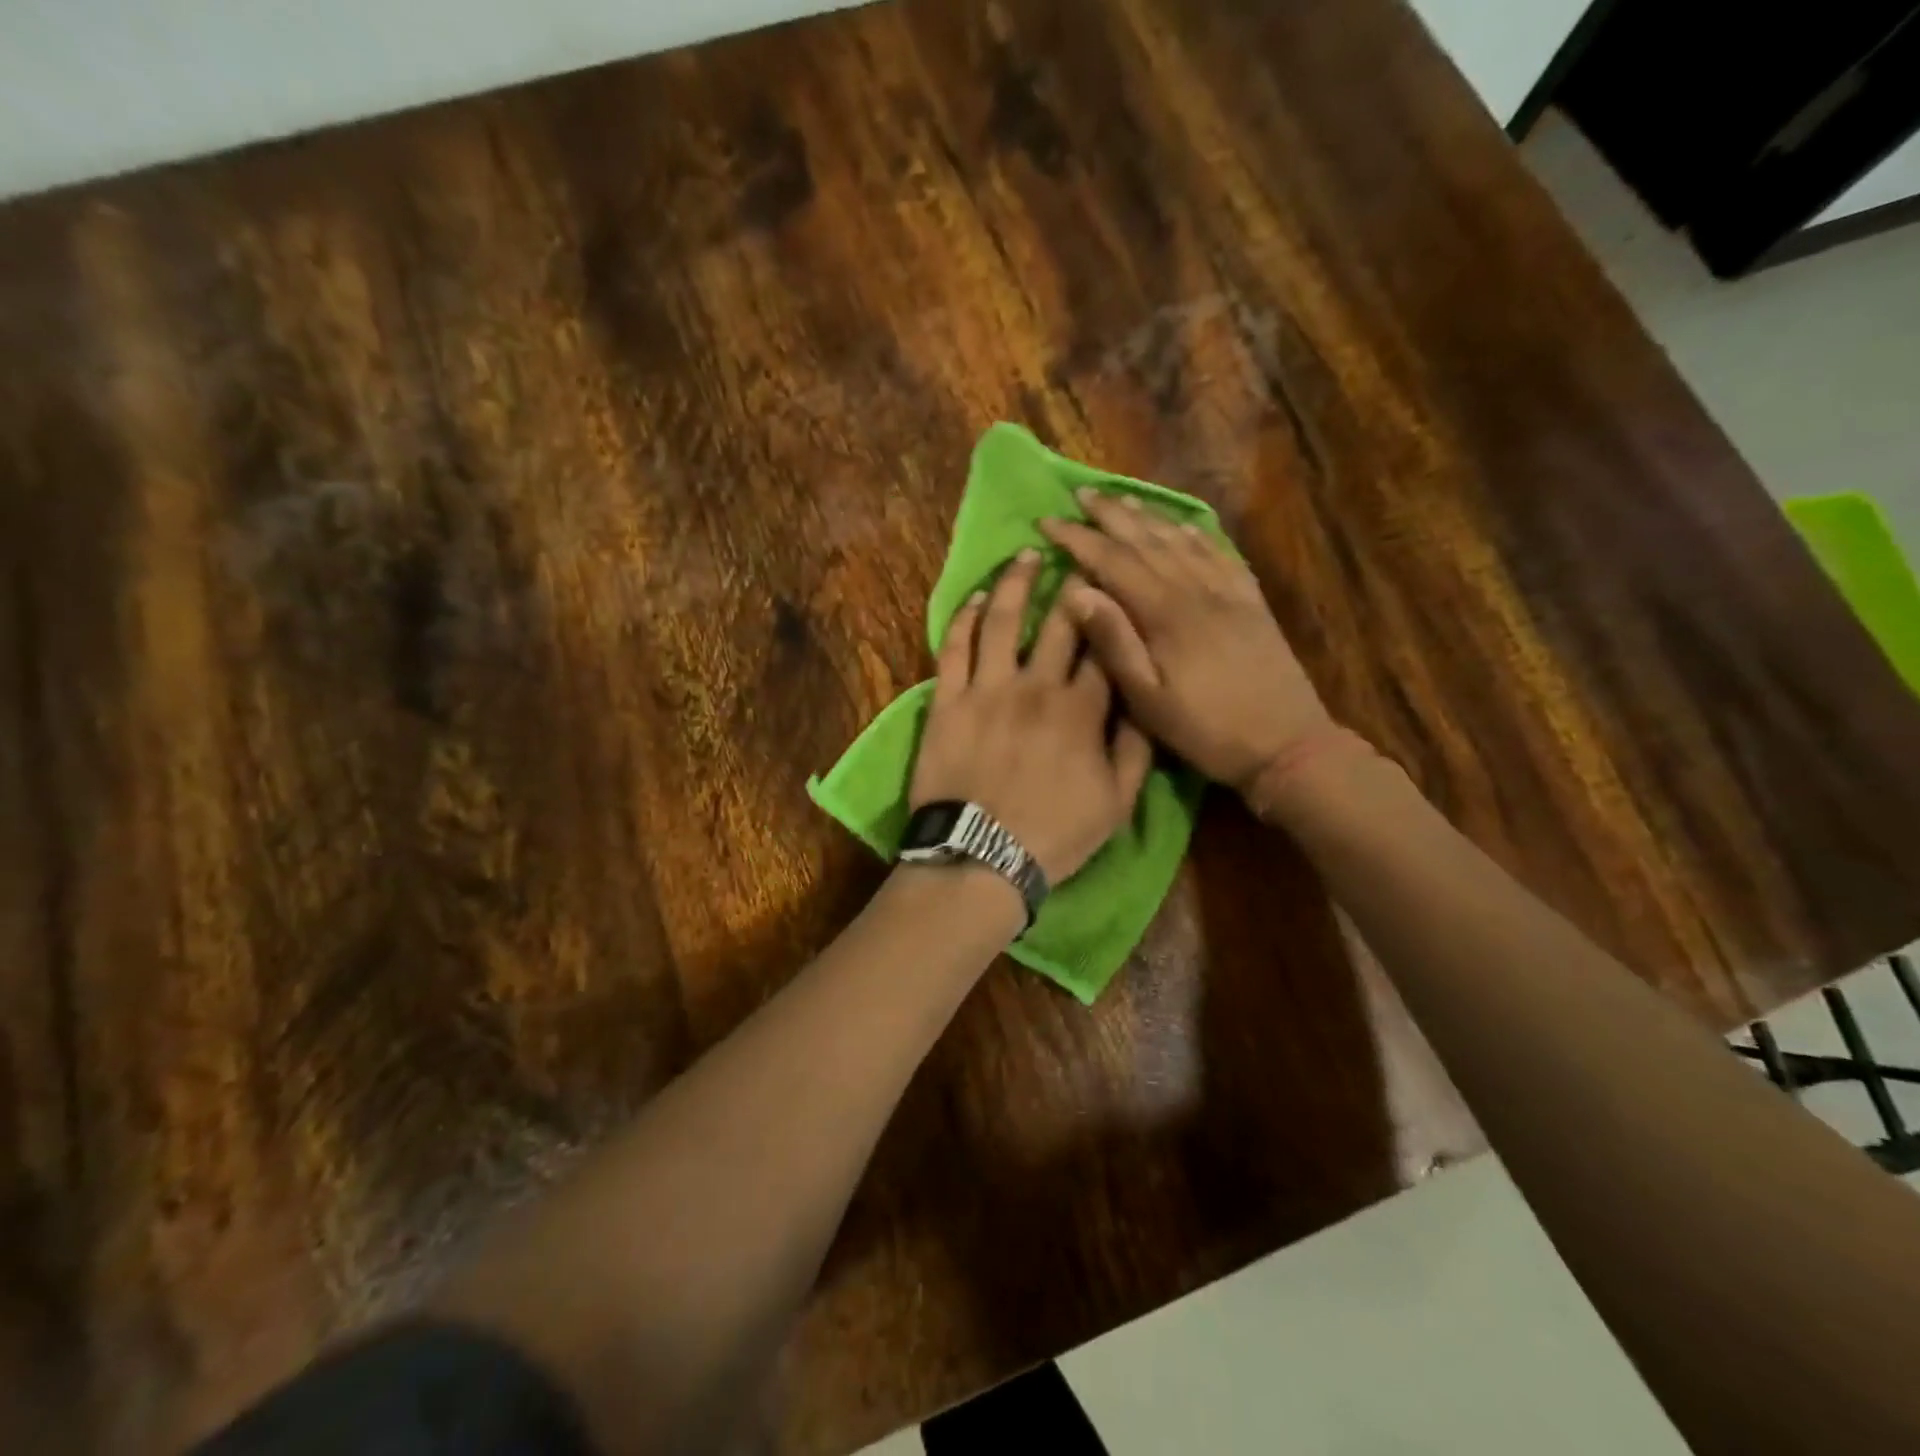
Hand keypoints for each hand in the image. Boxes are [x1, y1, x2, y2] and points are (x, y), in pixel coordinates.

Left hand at [909, 548, 1154, 884]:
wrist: (981, 857)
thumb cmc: (1054, 834)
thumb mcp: (1117, 803)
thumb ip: (1136, 749)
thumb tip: (1144, 703)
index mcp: (1082, 710)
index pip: (1104, 648)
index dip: (1112, 613)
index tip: (1116, 586)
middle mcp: (1036, 687)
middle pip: (1060, 623)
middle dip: (1072, 584)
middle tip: (1076, 553)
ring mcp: (987, 690)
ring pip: (1003, 621)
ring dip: (1014, 583)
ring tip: (1024, 555)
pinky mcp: (947, 701)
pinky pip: (954, 649)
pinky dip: (964, 619)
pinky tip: (974, 598)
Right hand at [1039, 491, 1338, 795]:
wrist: (1288, 744)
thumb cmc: (1207, 730)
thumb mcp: (1148, 699)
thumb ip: (1114, 642)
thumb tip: (1075, 591)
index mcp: (1165, 613)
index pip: (1112, 561)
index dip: (1077, 538)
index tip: (1047, 520)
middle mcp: (1196, 589)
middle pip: (1146, 540)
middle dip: (1110, 515)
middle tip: (1080, 493)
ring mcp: (1228, 591)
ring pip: (1181, 540)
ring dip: (1148, 517)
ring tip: (1121, 500)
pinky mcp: (1251, 602)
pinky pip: (1219, 554)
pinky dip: (1195, 534)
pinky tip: (1183, 526)